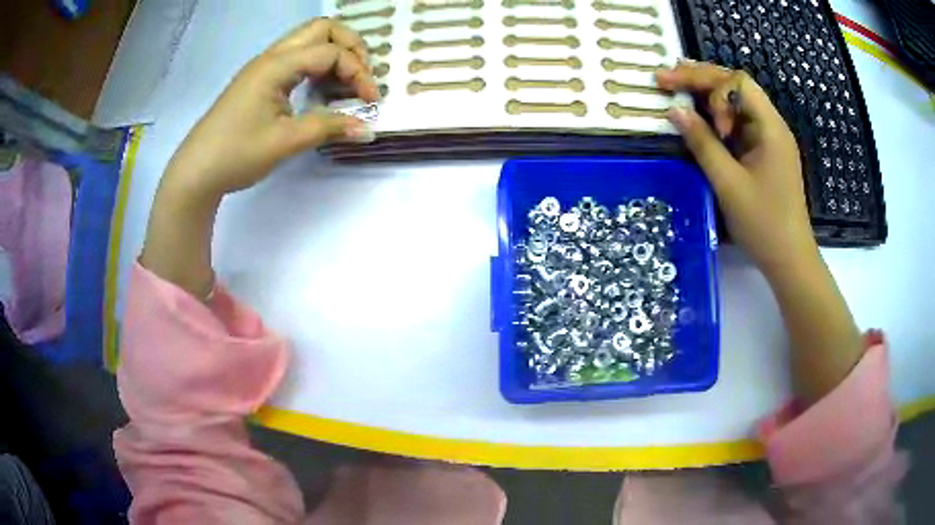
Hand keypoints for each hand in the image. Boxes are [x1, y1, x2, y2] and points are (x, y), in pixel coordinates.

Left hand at [141, 19, 377, 296]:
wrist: (195, 172)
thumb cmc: (236, 154)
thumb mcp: (285, 142)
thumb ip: (328, 128)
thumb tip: (366, 129)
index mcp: (277, 65)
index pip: (331, 52)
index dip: (358, 73)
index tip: (371, 102)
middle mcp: (271, 57)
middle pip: (322, 29)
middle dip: (350, 46)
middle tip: (362, 76)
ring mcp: (263, 67)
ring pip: (308, 41)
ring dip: (334, 54)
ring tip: (346, 83)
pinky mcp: (259, 81)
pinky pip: (296, 59)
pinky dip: (317, 66)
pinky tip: (321, 90)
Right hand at [656, 61, 817, 275]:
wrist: (789, 259)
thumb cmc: (764, 224)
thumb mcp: (729, 184)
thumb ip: (702, 144)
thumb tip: (675, 111)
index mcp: (770, 127)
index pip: (739, 82)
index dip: (714, 90)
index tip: (707, 122)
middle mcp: (771, 125)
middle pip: (735, 86)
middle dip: (700, 78)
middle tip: (664, 78)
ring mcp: (767, 139)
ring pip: (736, 102)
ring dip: (706, 93)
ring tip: (675, 85)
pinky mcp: (763, 153)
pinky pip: (738, 123)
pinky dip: (716, 115)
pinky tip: (698, 115)